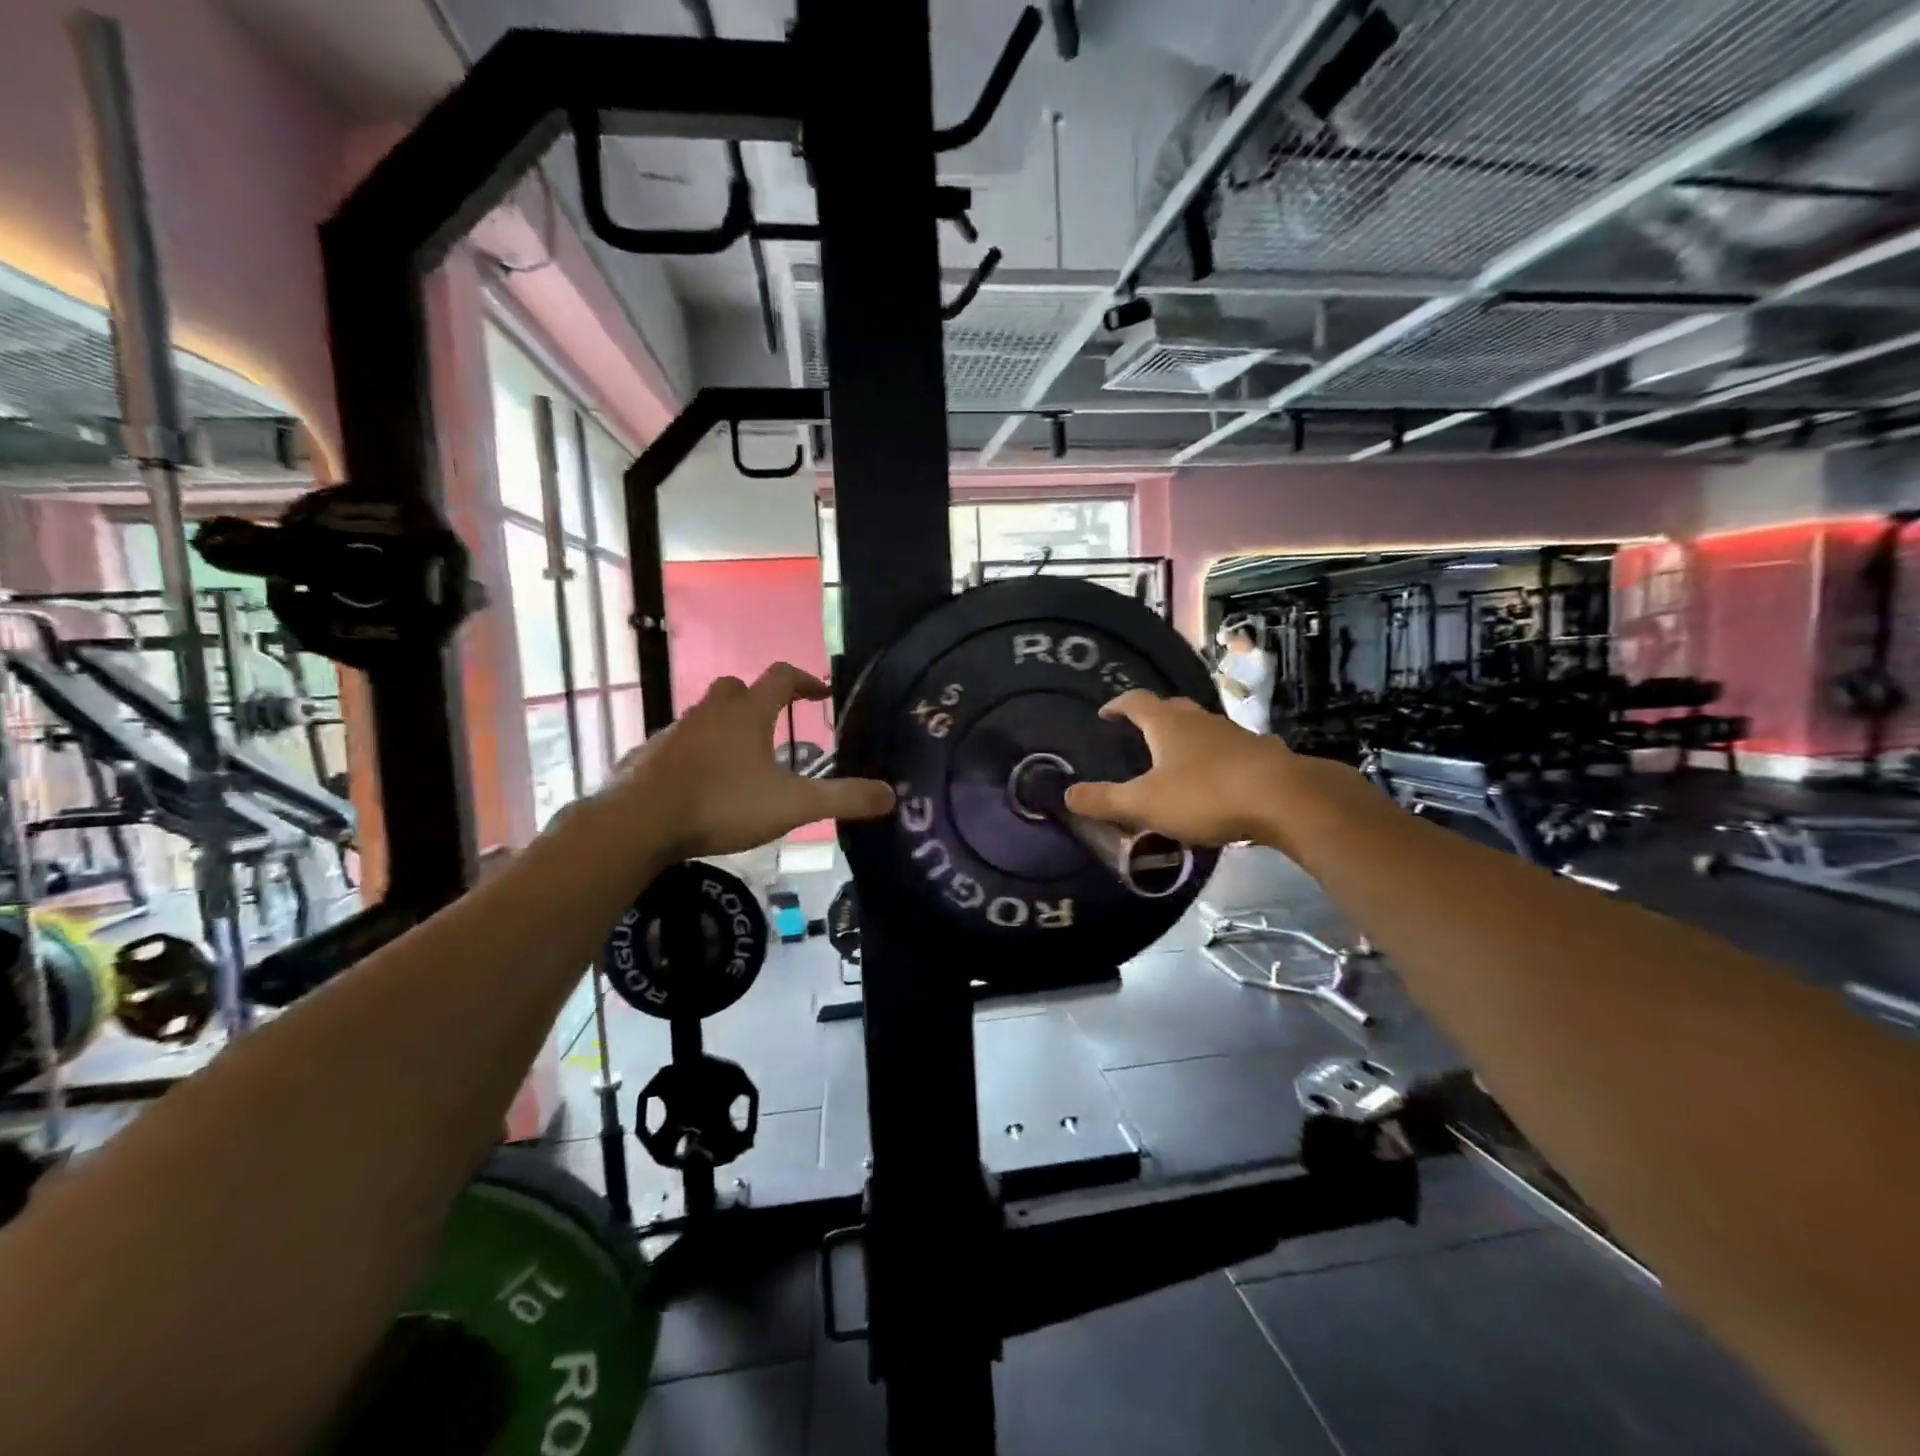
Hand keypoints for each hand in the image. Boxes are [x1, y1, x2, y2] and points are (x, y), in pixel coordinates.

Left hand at [606, 664, 892, 858]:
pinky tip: (700, 784)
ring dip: (725, 729)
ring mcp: (674, 732)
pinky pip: (678, 745)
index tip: (821, 692)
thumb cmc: (721, 804)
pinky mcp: (648, 756)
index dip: (805, 681)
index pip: (781, 677)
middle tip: (774, 726)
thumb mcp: (792, 805)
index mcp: (747, 714)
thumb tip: (890, 795)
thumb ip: (842, 799)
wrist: (639, 823)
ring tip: (741, 763)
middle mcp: (710, 713)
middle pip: (736, 688)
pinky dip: (694, 754)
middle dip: (758, 700)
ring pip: (705, 717)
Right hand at [1064, 690, 1358, 850]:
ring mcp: (1234, 735)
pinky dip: (1213, 760)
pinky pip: (1227, 750)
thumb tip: (1067, 795)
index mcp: (1167, 724)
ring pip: (1202, 729)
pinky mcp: (1260, 755)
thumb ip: (1105, 800)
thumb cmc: (1205, 795)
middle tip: (1137, 733)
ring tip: (1173, 760)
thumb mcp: (1145, 803)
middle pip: (1171, 709)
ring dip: (1185, 739)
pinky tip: (1214, 782)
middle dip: (1152, 717)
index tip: (1105, 713)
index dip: (1117, 705)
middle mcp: (1200, 721)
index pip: (1136, 702)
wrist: (1285, 799)